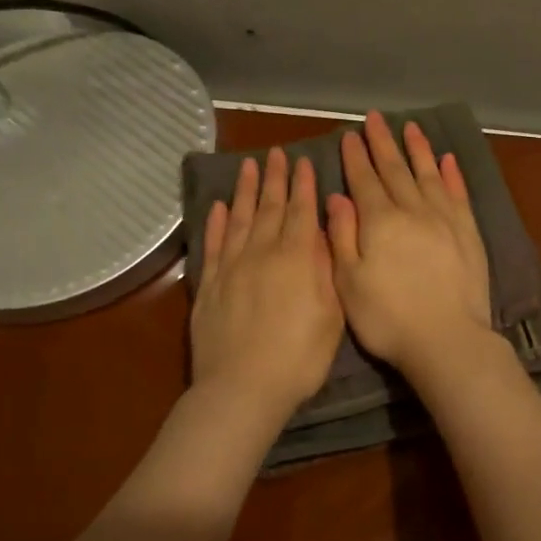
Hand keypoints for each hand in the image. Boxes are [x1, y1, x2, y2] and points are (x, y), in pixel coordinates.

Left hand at [190, 148, 343, 421]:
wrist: (243, 387)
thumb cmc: (299, 356)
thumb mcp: (331, 314)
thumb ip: (327, 268)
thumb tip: (324, 231)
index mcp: (297, 257)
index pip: (302, 210)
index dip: (303, 184)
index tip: (303, 161)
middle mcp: (262, 252)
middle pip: (269, 207)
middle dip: (275, 178)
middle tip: (276, 152)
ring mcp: (231, 266)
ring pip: (239, 217)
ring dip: (245, 189)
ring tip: (248, 165)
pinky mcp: (209, 284)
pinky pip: (213, 244)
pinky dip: (215, 222)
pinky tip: (218, 206)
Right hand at [327, 112, 492, 376]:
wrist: (447, 340)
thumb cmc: (388, 318)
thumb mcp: (349, 282)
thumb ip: (342, 236)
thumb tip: (338, 196)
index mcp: (380, 221)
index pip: (364, 179)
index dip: (356, 156)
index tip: (350, 135)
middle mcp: (412, 210)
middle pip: (395, 169)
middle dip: (383, 143)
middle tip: (376, 118)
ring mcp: (444, 219)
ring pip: (428, 174)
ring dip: (418, 149)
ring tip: (411, 127)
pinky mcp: (468, 233)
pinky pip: (458, 194)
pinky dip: (451, 175)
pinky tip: (447, 160)